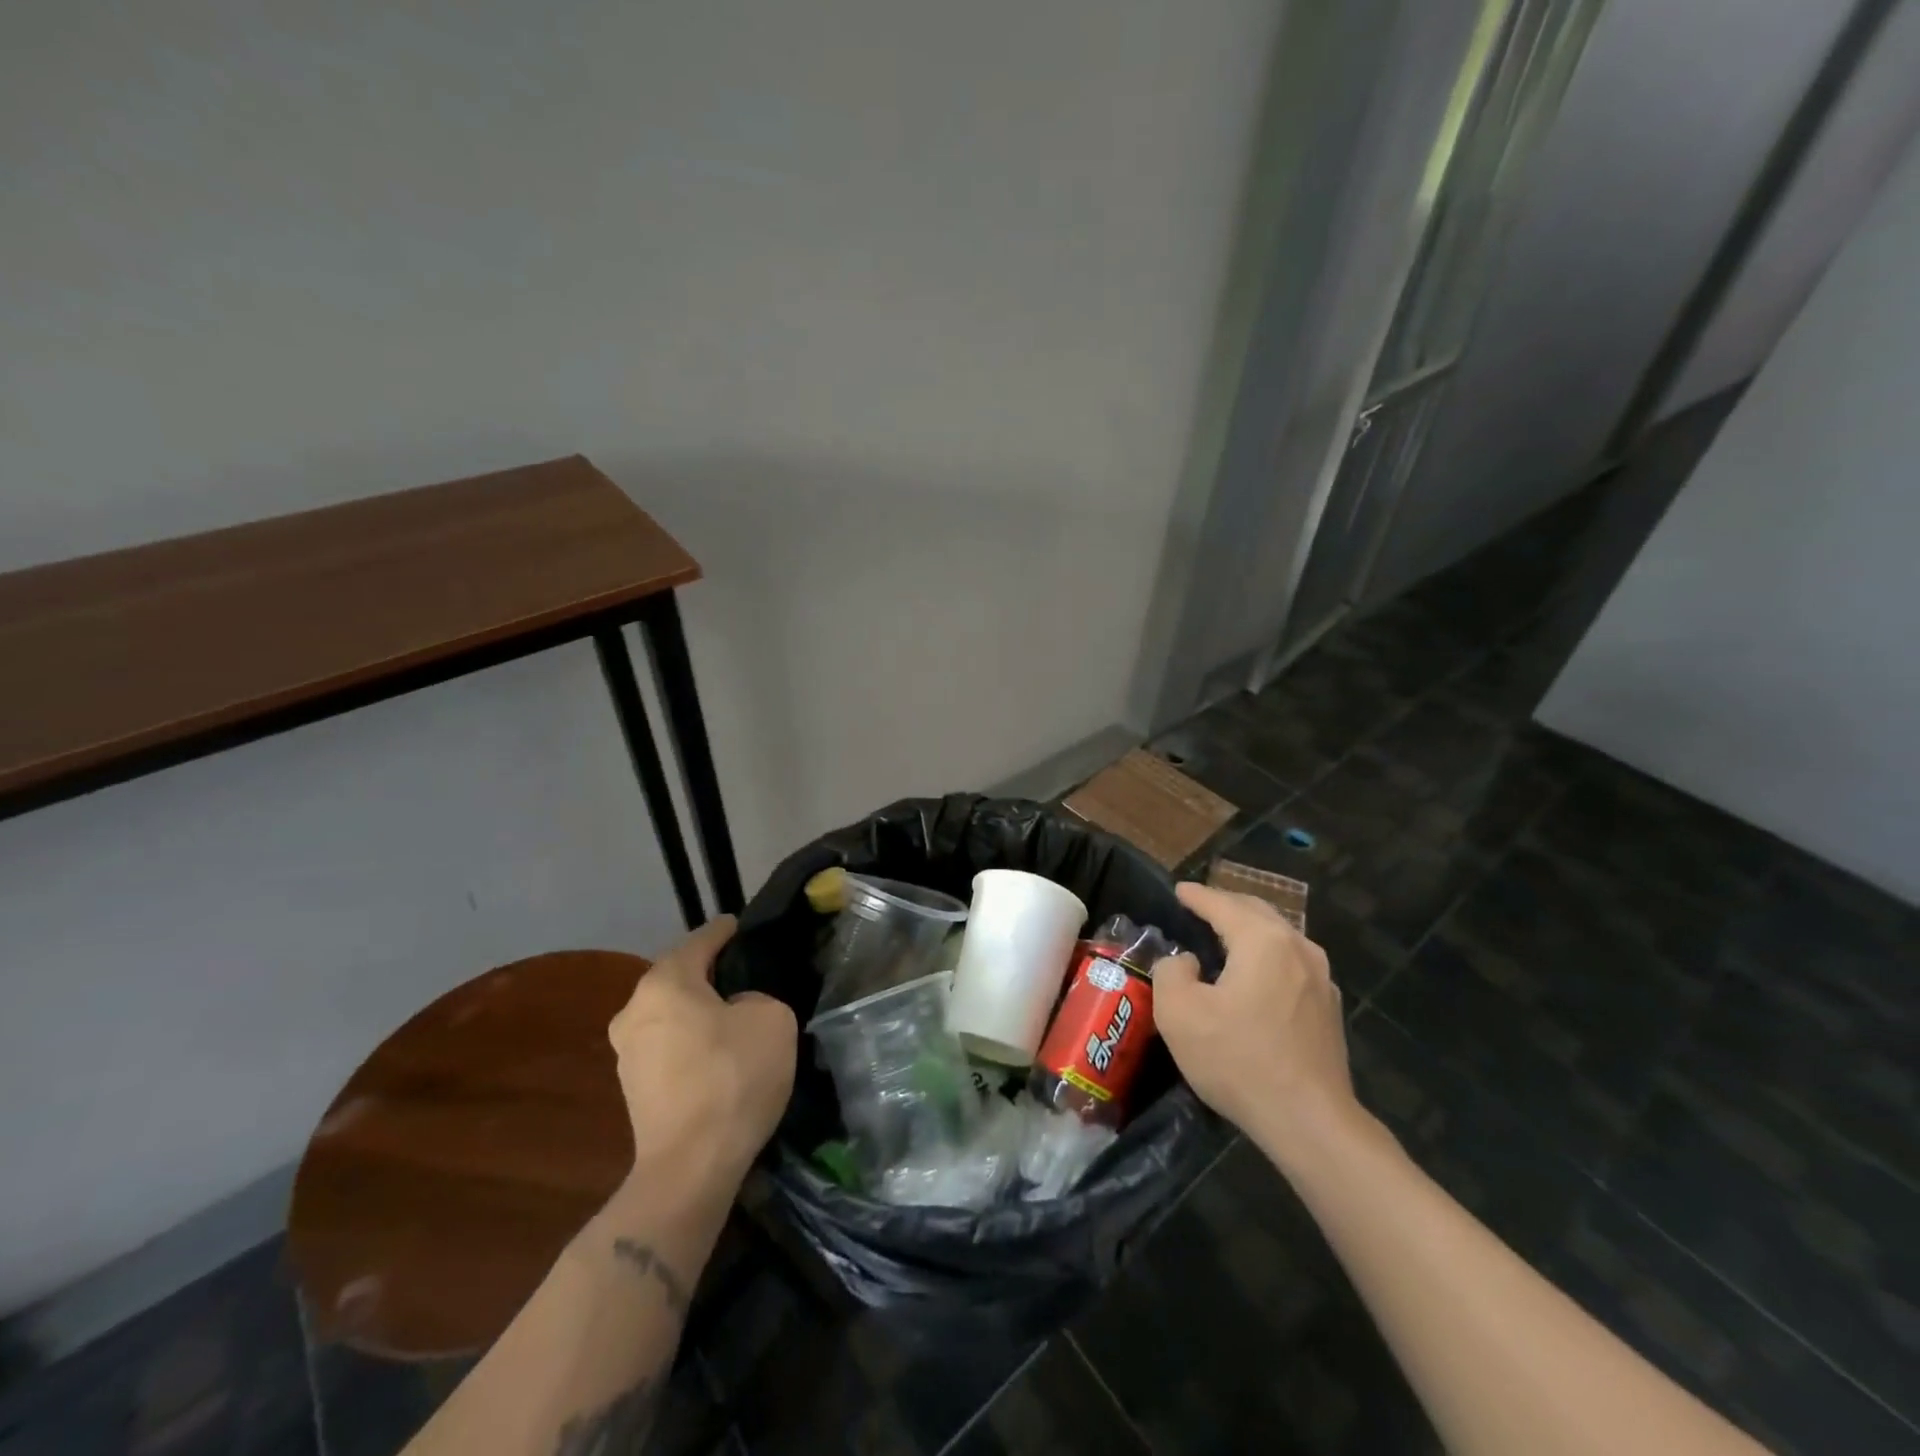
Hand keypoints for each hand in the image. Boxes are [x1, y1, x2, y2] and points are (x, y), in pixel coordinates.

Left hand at [607, 917, 797, 1194]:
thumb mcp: (773, 1019)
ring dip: (697, 1012)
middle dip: (708, 974)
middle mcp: (635, 1009)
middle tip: (743, 975)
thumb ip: (756, 998)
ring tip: (732, 1018)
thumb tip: (736, 1010)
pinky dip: (690, 1043)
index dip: (725, 931)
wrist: (690, 1167)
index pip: (701, 940)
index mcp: (665, 982)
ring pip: (671, 1014)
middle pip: (679, 977)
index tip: (740, 925)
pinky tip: (717, 1056)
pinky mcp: (632, 1088)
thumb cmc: (733, 1077)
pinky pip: (667, 1047)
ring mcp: (627, 1052)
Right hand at [1153, 882, 1362, 1170]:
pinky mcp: (1328, 1007)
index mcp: (1262, 940)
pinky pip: (1291, 962)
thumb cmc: (1238, 1059)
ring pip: (1278, 936)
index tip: (1178, 890)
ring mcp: (1320, 977)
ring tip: (1224, 935)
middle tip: (1199, 906)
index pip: (1222, 904)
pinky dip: (1267, 954)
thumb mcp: (1179, 1013)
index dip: (1196, 896)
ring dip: (1249, 930)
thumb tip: (1187, 962)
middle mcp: (1297, 947)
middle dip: (1226, 904)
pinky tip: (1255, 973)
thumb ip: (1171, 972)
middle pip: (1256, 912)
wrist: (1309, 1120)